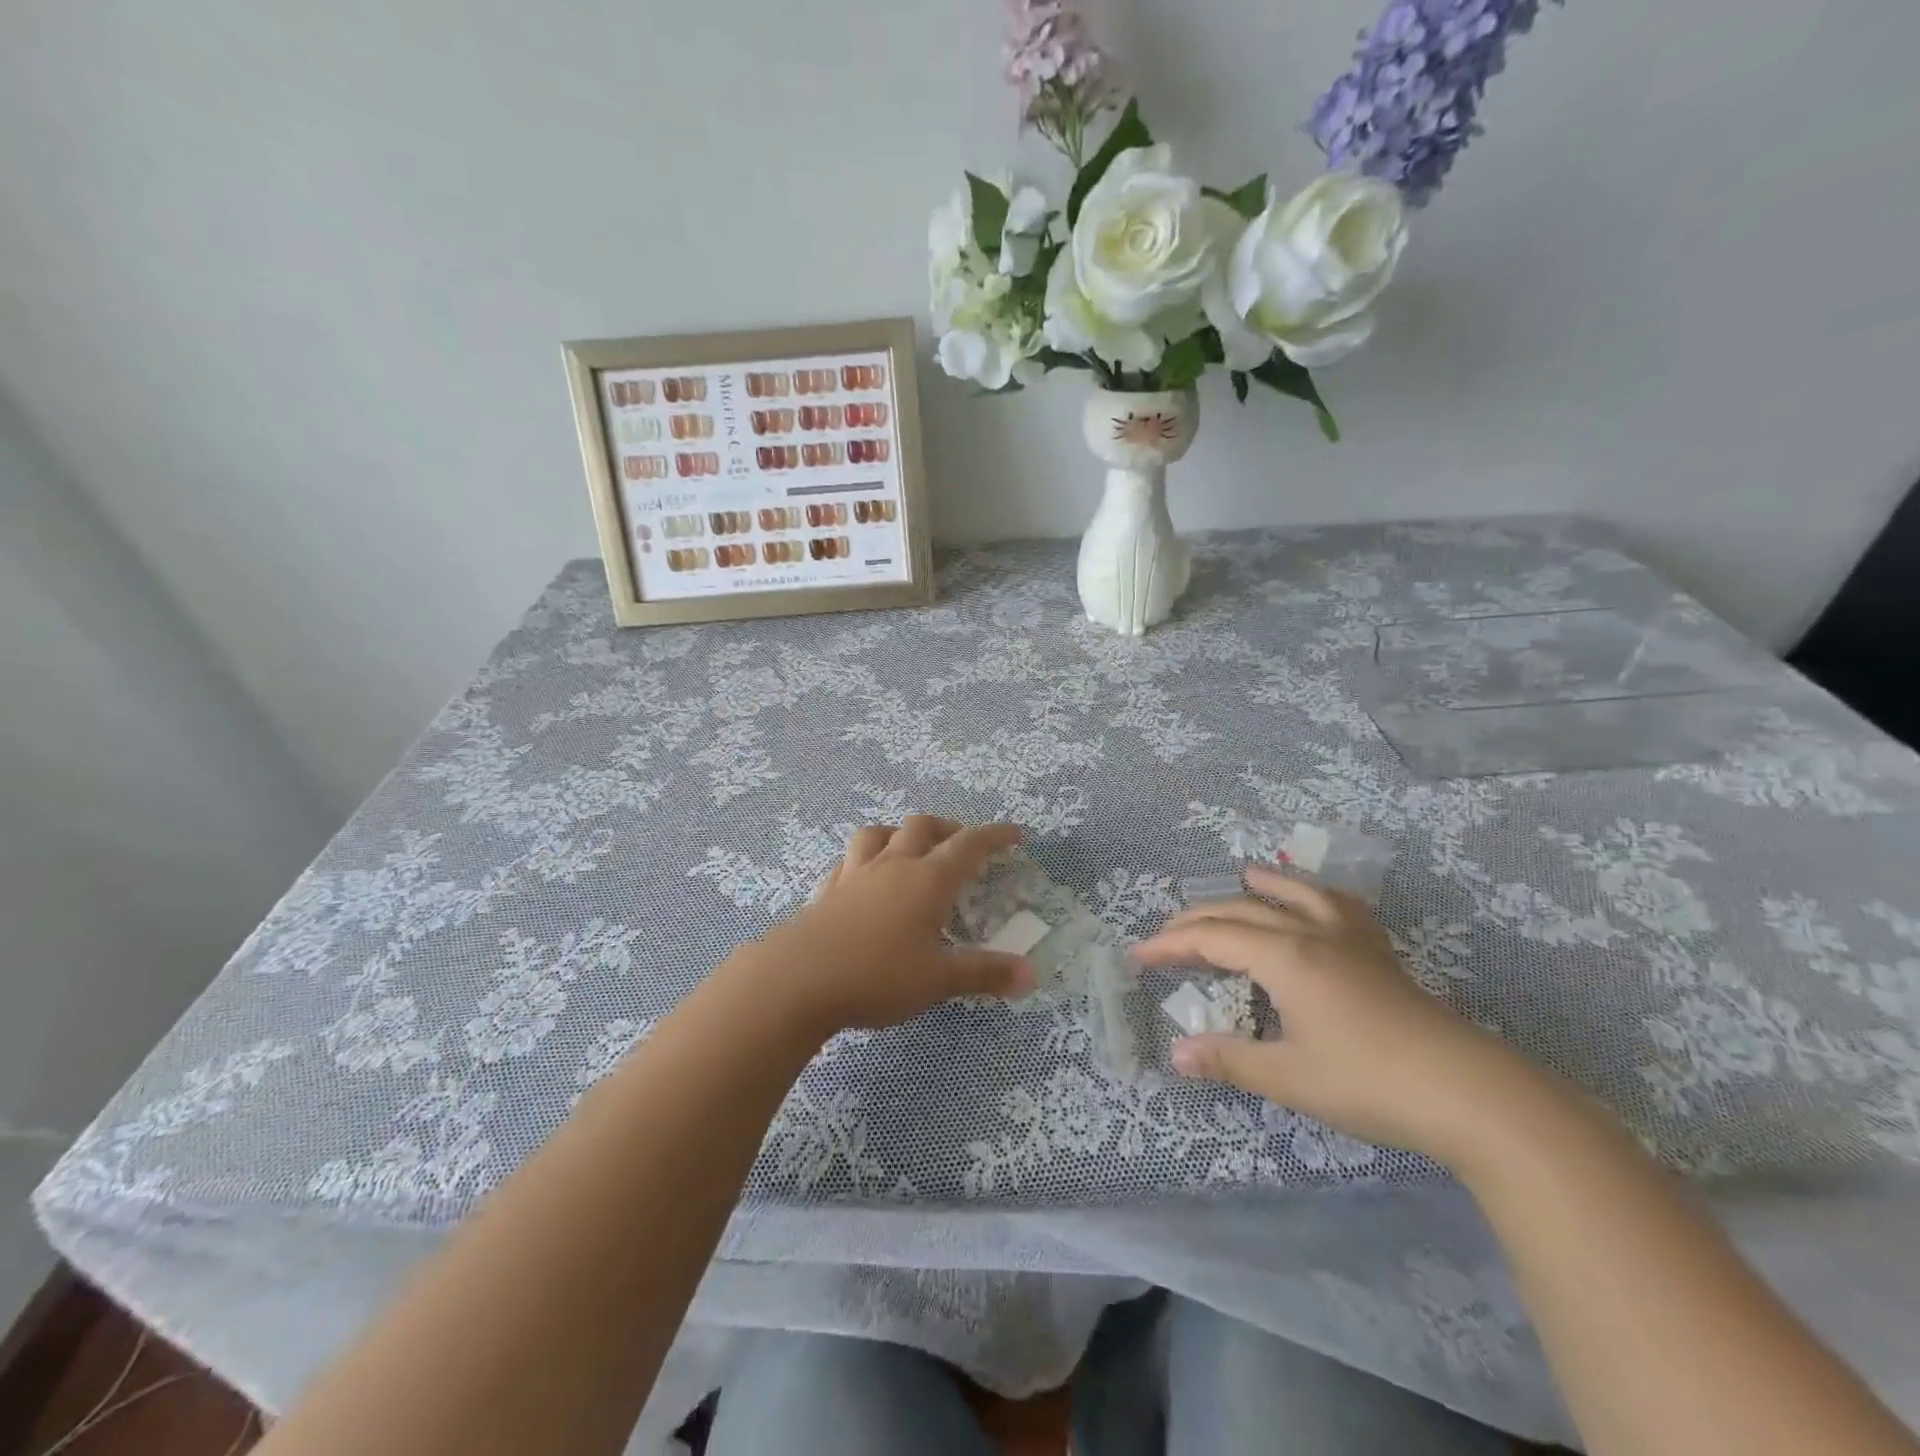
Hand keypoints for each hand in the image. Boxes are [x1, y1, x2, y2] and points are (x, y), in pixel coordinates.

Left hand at [729, 816, 1035, 1038]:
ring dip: (901, 834)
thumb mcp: (938, 980)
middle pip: (922, 827)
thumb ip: (985, 974)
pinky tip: (865, 877)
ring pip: (879, 833)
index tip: (1014, 833)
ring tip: (910, 850)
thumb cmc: (878, 975)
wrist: (797, 978)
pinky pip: (850, 859)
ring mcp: (856, 874)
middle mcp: (894, 866)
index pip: (969, 845)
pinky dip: (866, 859)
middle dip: (947, 829)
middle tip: (961, 845)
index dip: (994, 836)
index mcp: (928, 880)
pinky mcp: (828, 889)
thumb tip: (1032, 974)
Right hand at [1133, 864, 1557, 1166]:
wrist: (1468, 1092)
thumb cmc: (1369, 1082)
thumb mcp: (1289, 1077)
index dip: (1171, 944)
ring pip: (1293, 894)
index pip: (1212, 938)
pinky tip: (1316, 900)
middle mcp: (1311, 933)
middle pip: (1242, 911)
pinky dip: (1314, 894)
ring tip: (1240, 875)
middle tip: (1166, 934)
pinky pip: (1338, 905)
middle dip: (1197, 919)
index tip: (1139, 955)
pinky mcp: (1379, 952)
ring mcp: (1350, 938)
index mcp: (1285, 957)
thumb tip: (1176, 1053)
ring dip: (1259, 887)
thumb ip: (1229, 1059)